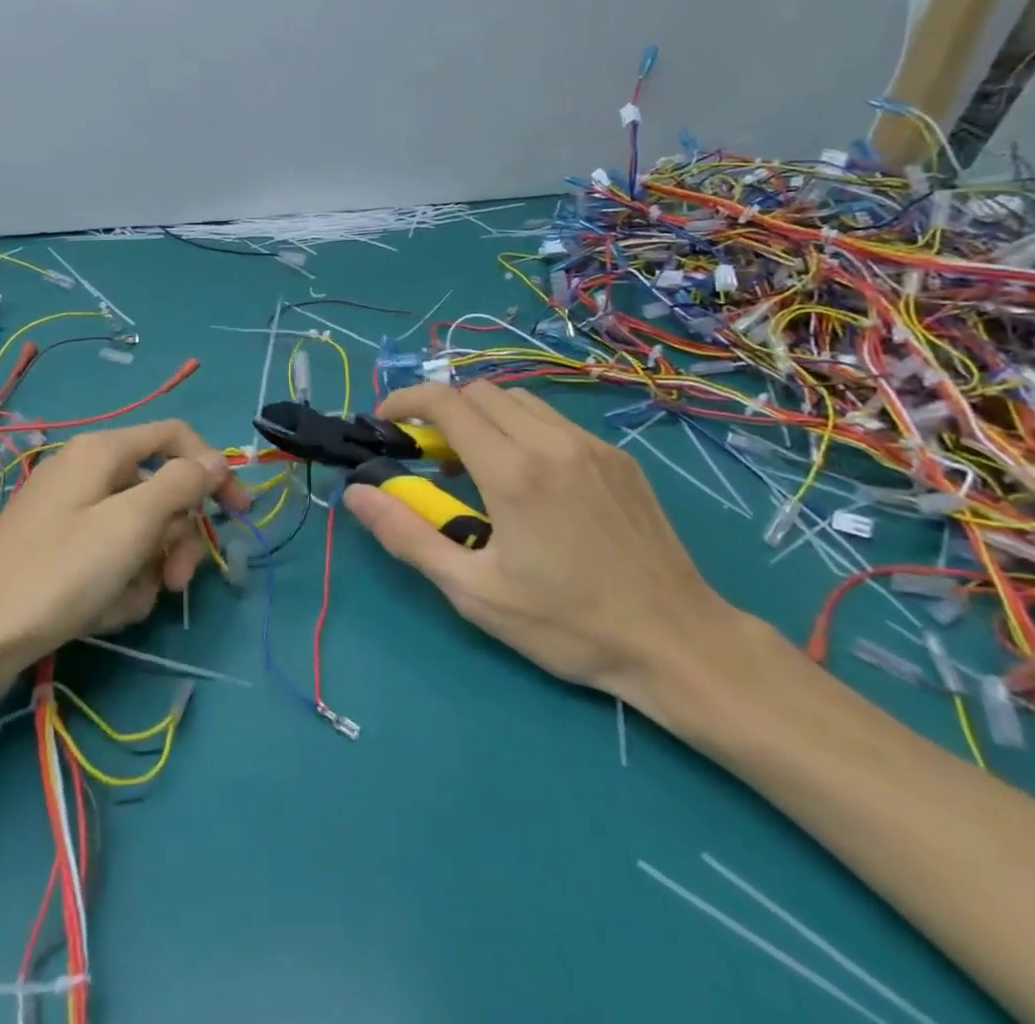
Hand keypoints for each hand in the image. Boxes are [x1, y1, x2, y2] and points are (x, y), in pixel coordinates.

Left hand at [0, 419, 247, 688]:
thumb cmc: (59, 573)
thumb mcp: (132, 524)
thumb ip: (181, 483)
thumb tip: (215, 459)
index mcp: (104, 451)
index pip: (176, 438)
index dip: (214, 468)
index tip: (238, 513)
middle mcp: (89, 472)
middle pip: (161, 491)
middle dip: (177, 537)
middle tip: (179, 580)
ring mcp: (72, 513)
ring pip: (140, 532)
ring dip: (148, 569)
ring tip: (126, 602)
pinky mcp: (61, 550)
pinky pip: (111, 557)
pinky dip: (118, 584)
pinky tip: (101, 613)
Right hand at [341, 381, 733, 713]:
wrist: (678, 642)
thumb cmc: (567, 624)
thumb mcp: (474, 592)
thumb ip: (408, 536)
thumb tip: (357, 493)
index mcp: (513, 472)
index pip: (446, 402)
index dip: (406, 401)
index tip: (386, 422)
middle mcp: (551, 442)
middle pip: (479, 391)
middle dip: (443, 409)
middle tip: (431, 454)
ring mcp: (591, 445)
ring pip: (519, 401)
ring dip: (483, 417)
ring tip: (477, 465)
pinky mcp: (618, 457)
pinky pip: (555, 421)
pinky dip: (522, 430)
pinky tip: (529, 479)